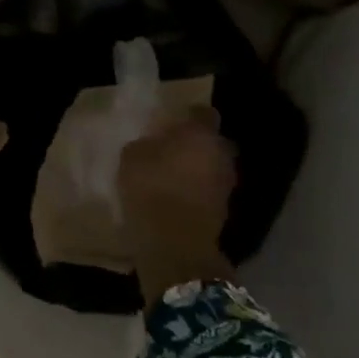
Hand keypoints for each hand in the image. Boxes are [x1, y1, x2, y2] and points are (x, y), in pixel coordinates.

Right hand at [119, 106, 236, 306]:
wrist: (175, 244)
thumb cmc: (151, 189)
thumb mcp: (132, 156)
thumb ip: (147, 143)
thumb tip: (154, 143)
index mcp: (200, 133)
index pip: (202, 113)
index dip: (188, 115)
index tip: (171, 121)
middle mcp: (221, 154)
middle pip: (212, 141)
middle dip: (197, 144)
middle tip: (173, 149)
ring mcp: (226, 184)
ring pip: (213, 167)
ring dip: (199, 169)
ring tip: (173, 176)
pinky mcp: (224, 211)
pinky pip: (210, 191)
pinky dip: (198, 191)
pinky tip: (177, 197)